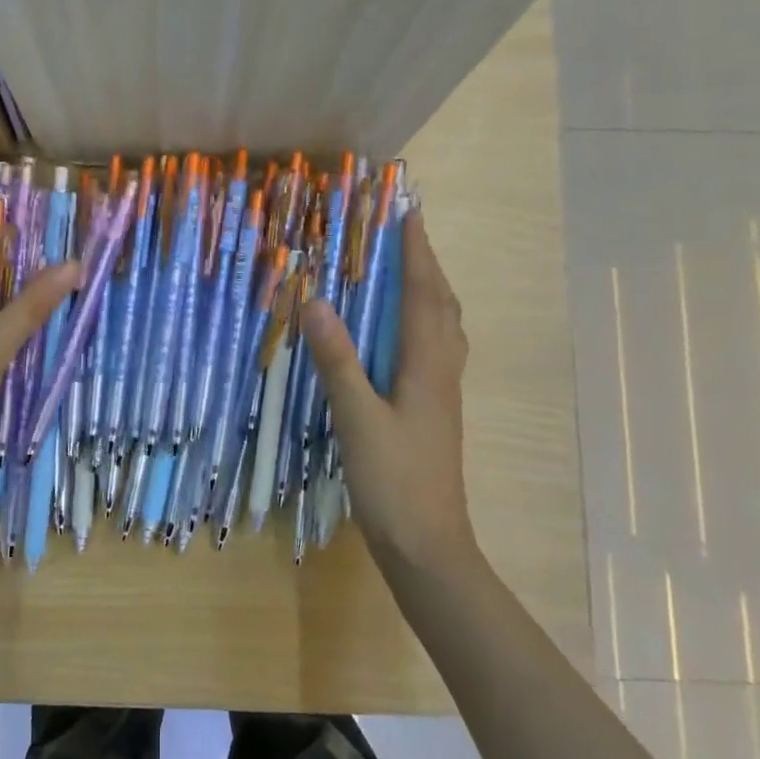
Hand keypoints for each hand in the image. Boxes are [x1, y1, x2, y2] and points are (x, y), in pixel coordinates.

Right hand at [301, 213, 481, 571]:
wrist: (428, 545)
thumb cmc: (394, 481)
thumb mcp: (357, 419)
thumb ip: (338, 361)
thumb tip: (316, 302)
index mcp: (428, 366)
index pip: (425, 294)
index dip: (417, 252)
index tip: (408, 213)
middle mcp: (442, 371)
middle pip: (442, 305)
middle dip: (426, 265)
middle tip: (403, 235)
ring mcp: (441, 393)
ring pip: (443, 328)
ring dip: (428, 293)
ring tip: (404, 273)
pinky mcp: (433, 411)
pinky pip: (433, 350)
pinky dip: (422, 324)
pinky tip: (400, 335)